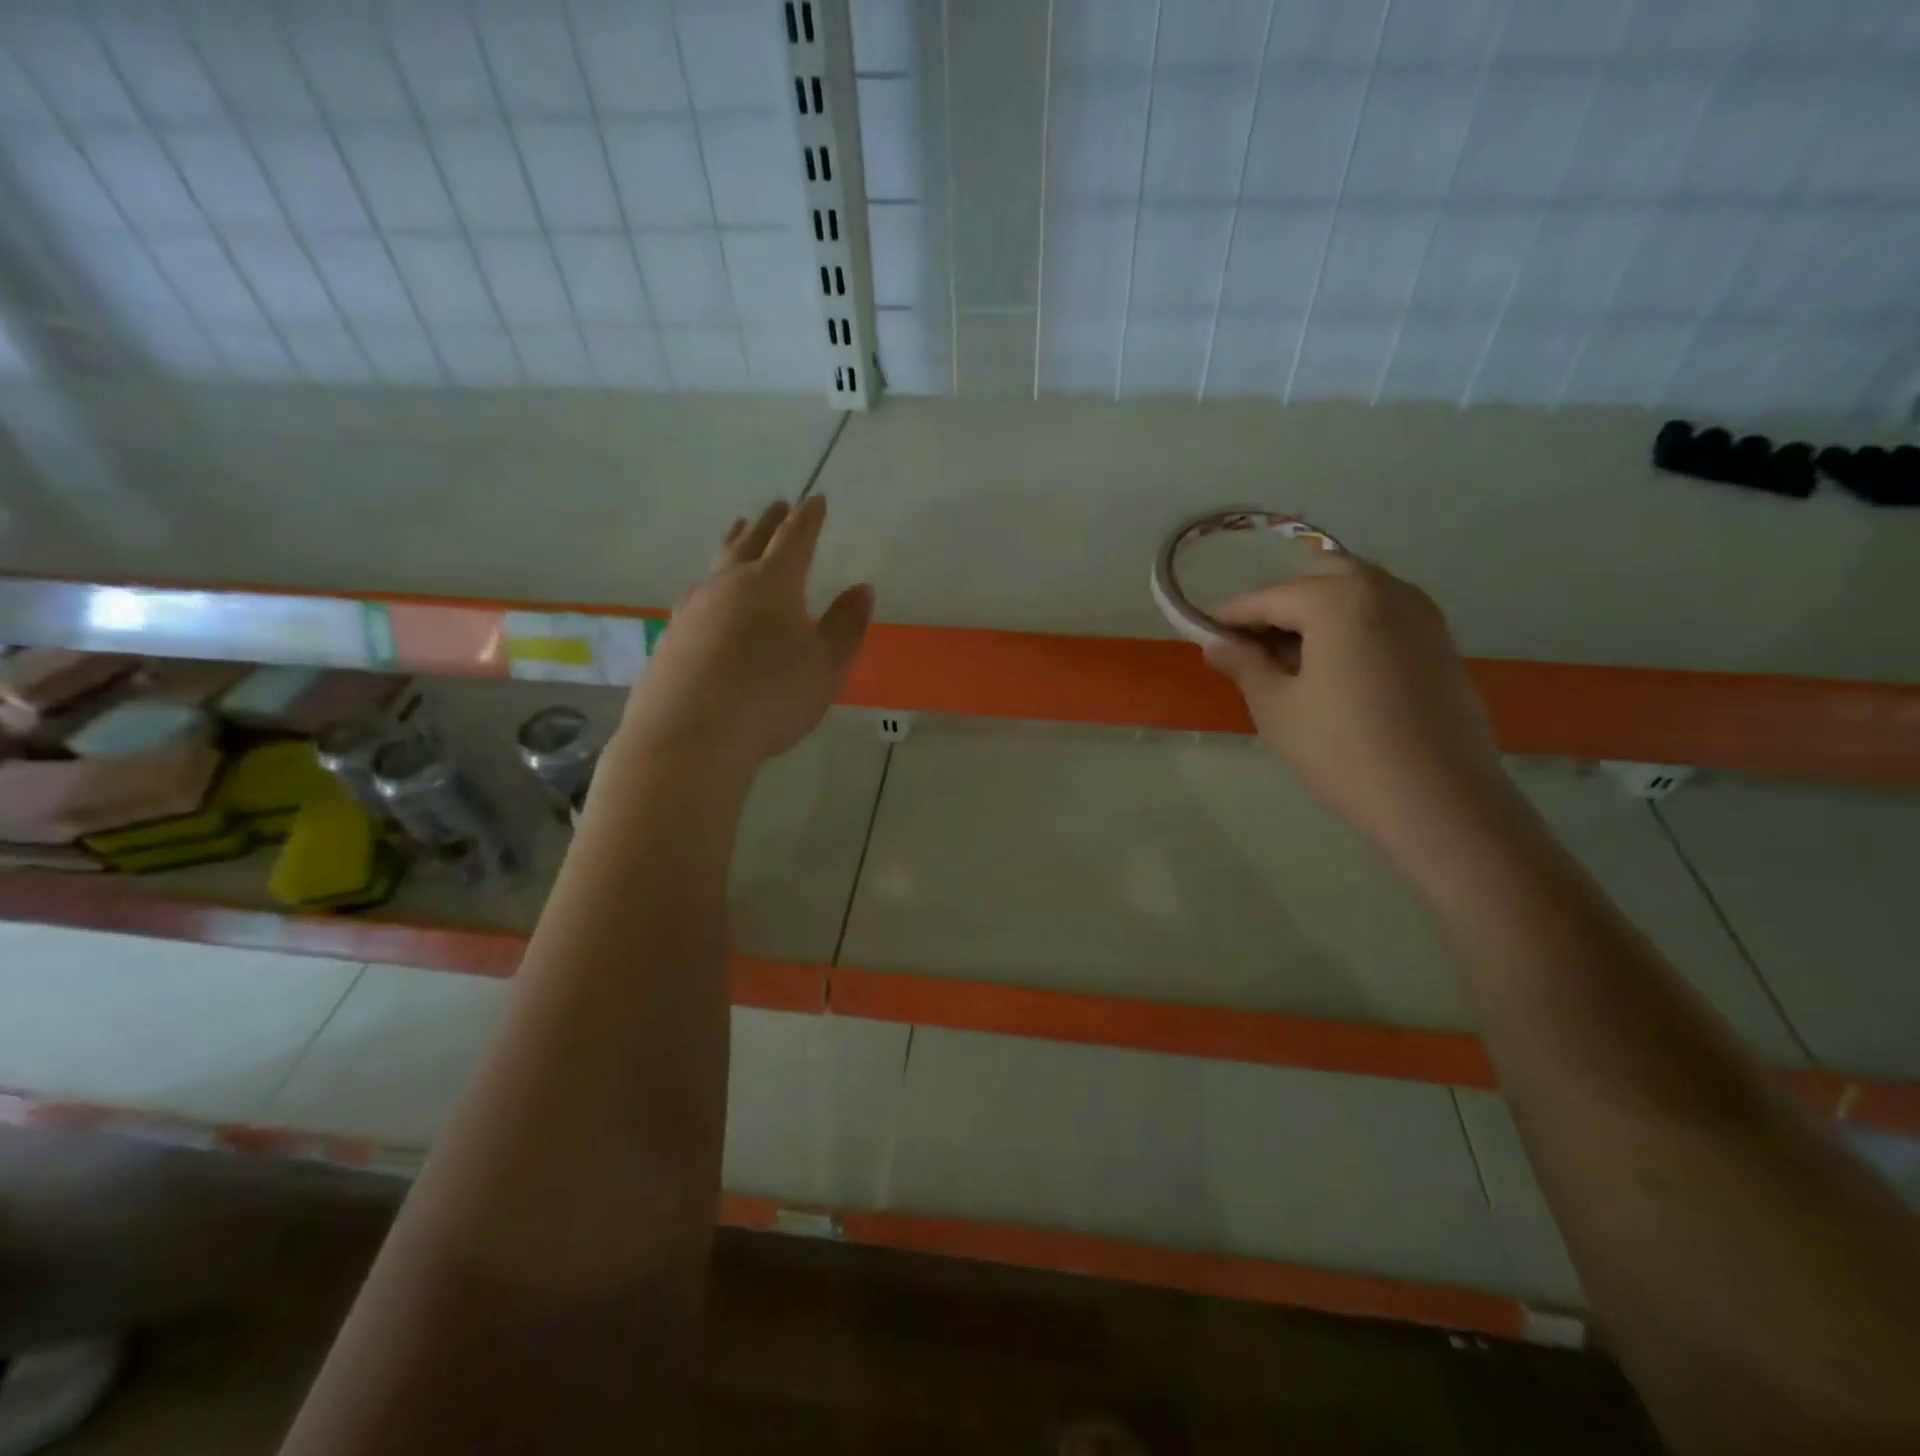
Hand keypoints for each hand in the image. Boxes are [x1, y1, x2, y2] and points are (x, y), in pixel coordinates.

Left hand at [620, 498, 871, 771]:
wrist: (690, 737)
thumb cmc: (772, 697)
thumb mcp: (826, 666)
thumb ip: (845, 626)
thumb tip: (862, 588)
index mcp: (773, 584)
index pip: (795, 539)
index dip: (809, 519)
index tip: (817, 500)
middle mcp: (728, 586)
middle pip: (750, 543)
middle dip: (767, 523)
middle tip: (776, 507)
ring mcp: (692, 610)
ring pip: (716, 567)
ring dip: (732, 547)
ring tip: (738, 538)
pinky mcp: (670, 638)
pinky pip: (697, 600)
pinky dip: (711, 589)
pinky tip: (708, 602)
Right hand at [1201, 554, 1515, 853]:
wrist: (1439, 800)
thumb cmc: (1342, 750)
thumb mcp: (1276, 707)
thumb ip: (1244, 665)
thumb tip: (1216, 642)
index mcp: (1339, 599)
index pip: (1269, 596)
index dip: (1231, 615)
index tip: (1202, 633)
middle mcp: (1386, 590)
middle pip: (1318, 578)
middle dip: (1279, 604)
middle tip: (1251, 645)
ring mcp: (1421, 614)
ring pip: (1356, 592)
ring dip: (1318, 611)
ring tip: (1290, 659)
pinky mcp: (1441, 643)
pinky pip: (1384, 614)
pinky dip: (1352, 625)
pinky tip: (1335, 668)